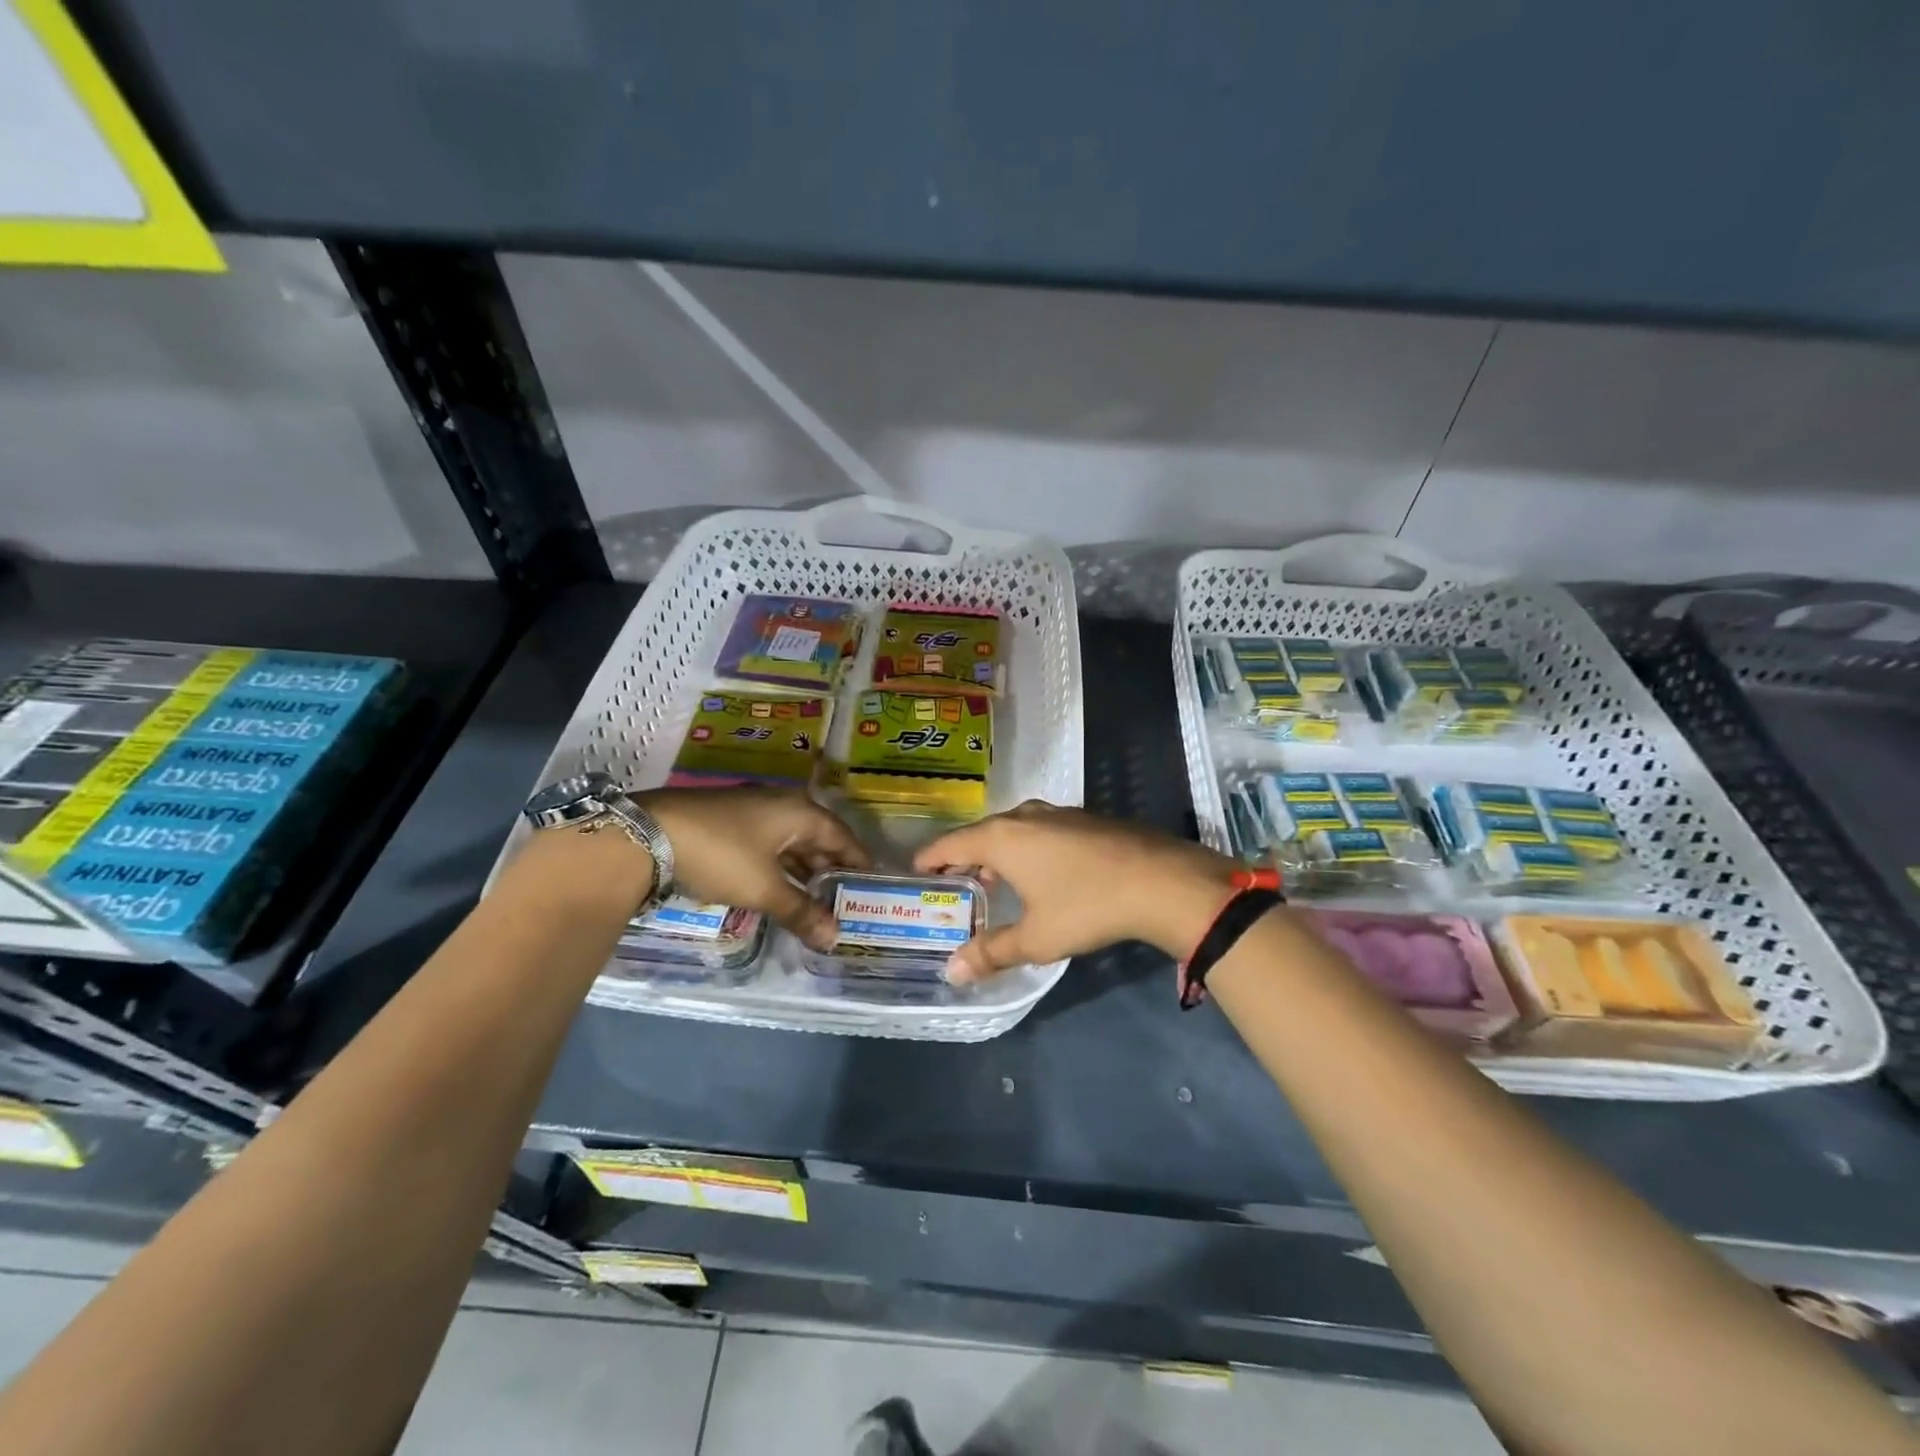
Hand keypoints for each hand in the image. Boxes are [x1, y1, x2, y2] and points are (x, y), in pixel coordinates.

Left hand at [638, 787, 870, 949]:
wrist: (647, 835)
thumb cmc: (721, 855)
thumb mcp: (764, 888)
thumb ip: (802, 911)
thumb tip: (834, 938)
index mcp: (800, 811)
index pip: (844, 837)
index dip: (859, 863)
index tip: (872, 887)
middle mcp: (782, 802)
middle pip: (818, 838)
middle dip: (831, 869)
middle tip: (844, 900)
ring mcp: (752, 808)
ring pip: (790, 841)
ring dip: (803, 870)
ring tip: (815, 900)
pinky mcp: (728, 819)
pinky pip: (768, 843)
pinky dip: (779, 865)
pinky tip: (778, 887)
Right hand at [913, 801, 1237, 982]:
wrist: (1160, 880)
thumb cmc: (1086, 906)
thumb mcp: (1036, 937)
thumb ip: (992, 952)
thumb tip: (952, 972)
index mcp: (1002, 838)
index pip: (951, 844)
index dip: (930, 859)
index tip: (916, 872)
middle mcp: (1024, 817)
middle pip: (980, 833)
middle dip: (963, 857)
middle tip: (951, 883)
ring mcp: (1057, 814)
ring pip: (1012, 829)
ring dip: (996, 852)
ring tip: (991, 880)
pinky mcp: (1084, 819)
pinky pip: (1038, 830)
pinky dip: (1025, 848)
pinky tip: (1038, 873)